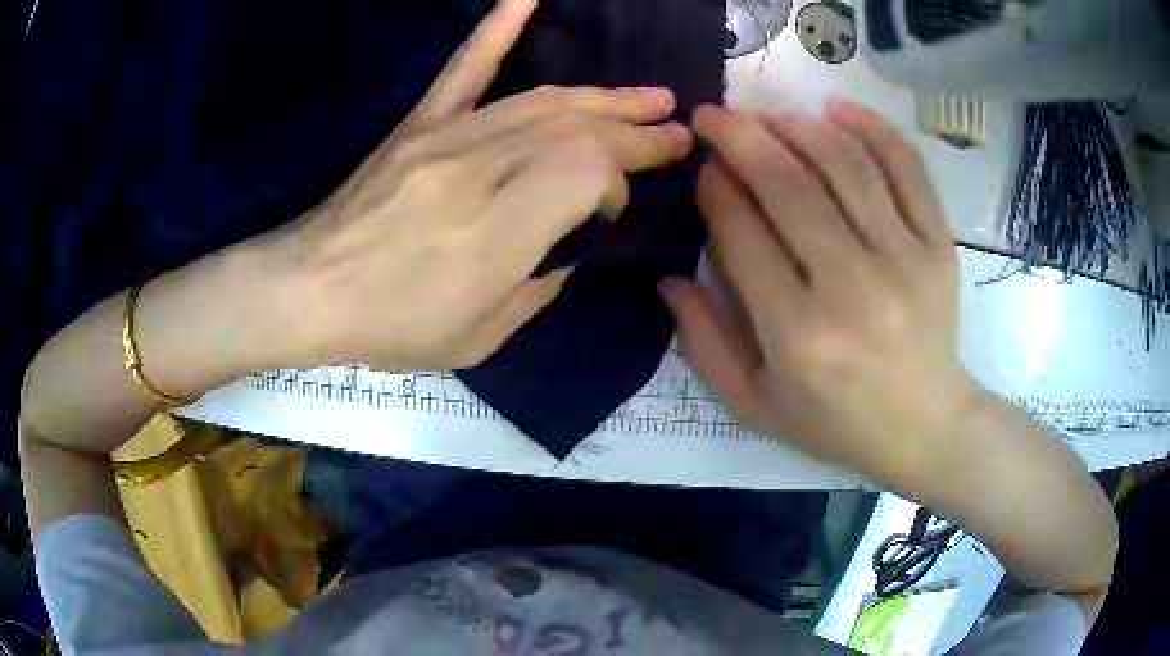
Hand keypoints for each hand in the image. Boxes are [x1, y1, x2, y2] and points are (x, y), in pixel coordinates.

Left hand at [270, 0, 691, 371]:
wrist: (310, 288)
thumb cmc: (394, 324)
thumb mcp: (481, 336)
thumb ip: (540, 287)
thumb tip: (570, 245)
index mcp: (503, 226)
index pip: (591, 172)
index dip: (618, 183)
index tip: (615, 208)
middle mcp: (486, 166)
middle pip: (579, 129)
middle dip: (637, 127)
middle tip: (678, 127)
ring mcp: (451, 134)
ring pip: (545, 98)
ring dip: (603, 95)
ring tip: (648, 94)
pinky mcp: (422, 123)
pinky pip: (466, 66)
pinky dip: (497, 27)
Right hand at [662, 100, 973, 477]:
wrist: (925, 426)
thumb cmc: (835, 422)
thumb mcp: (755, 404)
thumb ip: (705, 342)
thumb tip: (668, 276)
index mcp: (798, 334)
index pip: (742, 233)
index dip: (713, 188)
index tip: (702, 166)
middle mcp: (852, 288)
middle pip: (788, 185)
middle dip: (740, 137)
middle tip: (715, 115)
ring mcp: (905, 260)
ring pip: (844, 165)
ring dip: (796, 125)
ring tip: (767, 113)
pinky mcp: (938, 245)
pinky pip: (907, 169)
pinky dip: (871, 128)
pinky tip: (837, 109)